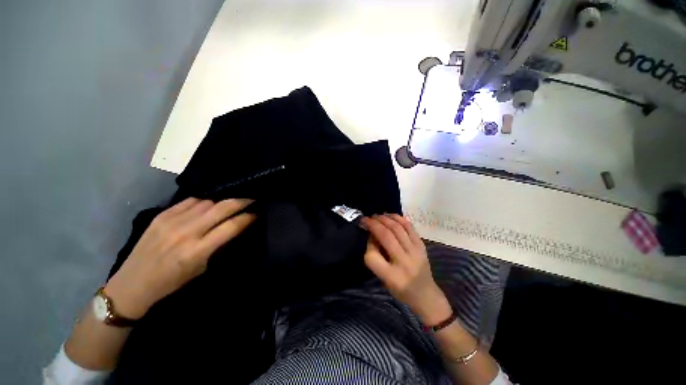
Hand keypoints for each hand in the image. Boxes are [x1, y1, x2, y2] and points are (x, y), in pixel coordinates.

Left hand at [104, 198, 255, 318]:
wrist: (133, 283)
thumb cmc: (172, 282)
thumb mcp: (201, 268)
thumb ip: (218, 245)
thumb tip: (234, 227)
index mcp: (197, 250)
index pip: (231, 226)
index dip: (248, 218)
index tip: (256, 214)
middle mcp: (186, 232)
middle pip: (222, 208)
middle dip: (241, 201)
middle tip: (251, 199)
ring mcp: (172, 221)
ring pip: (208, 202)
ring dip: (222, 203)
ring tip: (227, 206)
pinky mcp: (161, 215)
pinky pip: (190, 201)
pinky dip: (203, 202)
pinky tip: (206, 206)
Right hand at [362, 214, 451, 324]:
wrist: (426, 295)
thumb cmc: (401, 290)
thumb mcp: (383, 279)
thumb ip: (376, 258)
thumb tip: (372, 234)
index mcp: (392, 276)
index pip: (372, 256)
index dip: (367, 244)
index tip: (366, 237)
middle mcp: (404, 263)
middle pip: (385, 236)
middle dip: (374, 224)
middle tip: (366, 218)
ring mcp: (415, 252)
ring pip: (397, 228)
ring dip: (385, 219)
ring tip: (377, 215)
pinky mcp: (422, 246)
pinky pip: (409, 227)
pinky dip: (398, 218)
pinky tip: (390, 215)